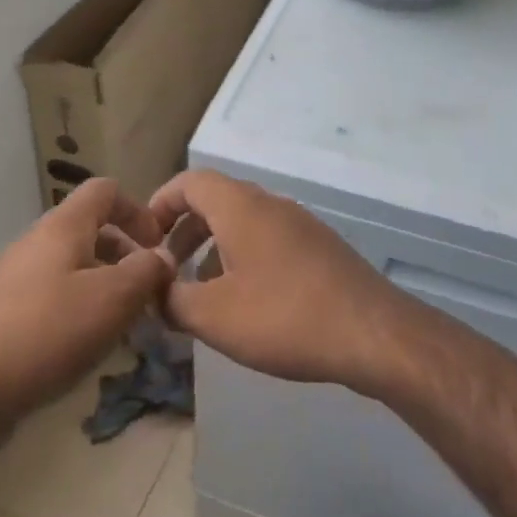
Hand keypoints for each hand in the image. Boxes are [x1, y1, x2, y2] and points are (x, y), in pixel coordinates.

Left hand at [0, 180, 172, 438]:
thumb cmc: (49, 332)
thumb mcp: (113, 299)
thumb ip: (146, 271)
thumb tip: (162, 257)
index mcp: (62, 226)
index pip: (105, 191)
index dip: (137, 210)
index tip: (157, 247)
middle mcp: (36, 241)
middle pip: (90, 230)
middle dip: (125, 257)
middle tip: (147, 294)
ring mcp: (15, 275)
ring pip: (73, 266)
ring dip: (105, 286)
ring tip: (124, 325)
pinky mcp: (4, 310)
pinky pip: (52, 294)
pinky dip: (78, 308)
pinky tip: (87, 345)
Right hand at [149, 170, 411, 396]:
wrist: (373, 333)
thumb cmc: (284, 316)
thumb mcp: (214, 315)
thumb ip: (172, 300)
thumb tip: (156, 290)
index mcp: (240, 206)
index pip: (189, 182)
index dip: (160, 204)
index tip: (143, 238)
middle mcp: (270, 203)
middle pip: (215, 200)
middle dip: (184, 231)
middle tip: (166, 267)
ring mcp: (299, 224)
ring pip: (243, 222)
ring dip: (213, 247)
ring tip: (200, 290)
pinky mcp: (319, 248)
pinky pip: (267, 240)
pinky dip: (243, 257)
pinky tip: (245, 301)